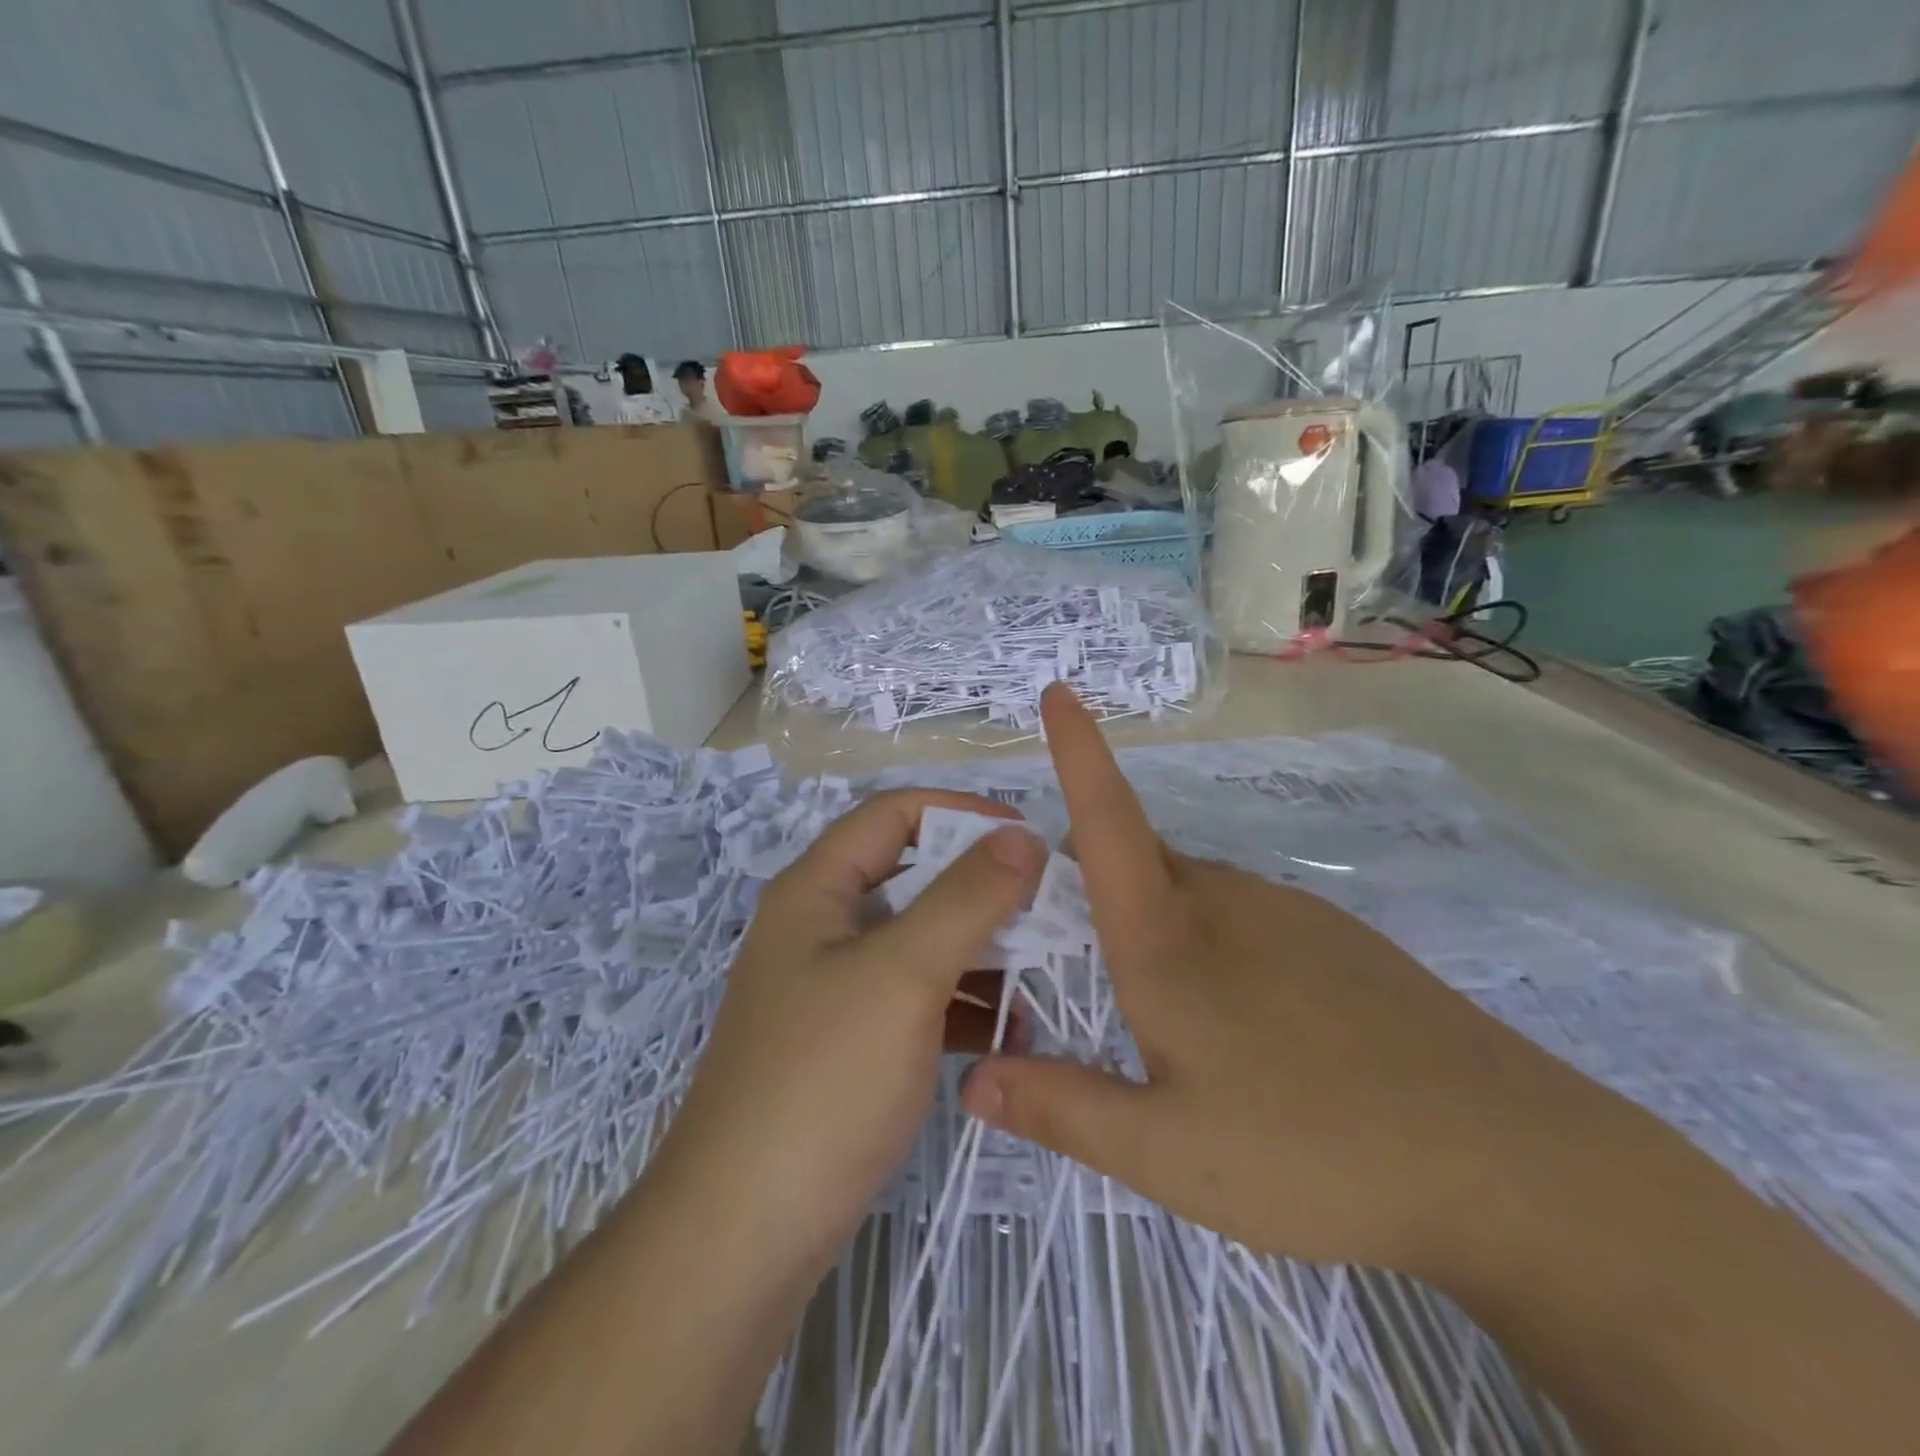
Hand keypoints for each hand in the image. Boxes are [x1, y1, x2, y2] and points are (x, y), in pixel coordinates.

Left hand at [652, 789, 1047, 1267]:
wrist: (744, 1233)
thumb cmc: (823, 1079)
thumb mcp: (903, 973)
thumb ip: (967, 897)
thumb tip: (1022, 836)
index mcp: (817, 890)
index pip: (895, 814)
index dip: (961, 812)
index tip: (1028, 837)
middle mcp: (822, 928)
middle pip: (913, 879)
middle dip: (982, 890)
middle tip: (1050, 910)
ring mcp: (835, 990)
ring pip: (920, 943)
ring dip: (979, 952)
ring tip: (1041, 976)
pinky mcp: (850, 1045)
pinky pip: (916, 1001)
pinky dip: (961, 1006)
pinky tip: (1008, 1035)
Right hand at [961, 684, 1623, 1276]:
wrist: (1511, 1169)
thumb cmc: (1316, 1153)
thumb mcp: (1168, 1154)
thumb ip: (1063, 1109)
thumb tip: (971, 1079)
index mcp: (1169, 939)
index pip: (1106, 822)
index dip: (1077, 753)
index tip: (1058, 692)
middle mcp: (1225, 902)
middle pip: (1136, 863)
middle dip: (1093, 890)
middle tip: (1079, 969)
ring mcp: (1289, 913)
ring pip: (1191, 896)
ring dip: (1156, 929)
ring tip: (1173, 1028)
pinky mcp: (1338, 939)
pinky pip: (1245, 920)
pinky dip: (1215, 948)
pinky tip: (1255, 1035)